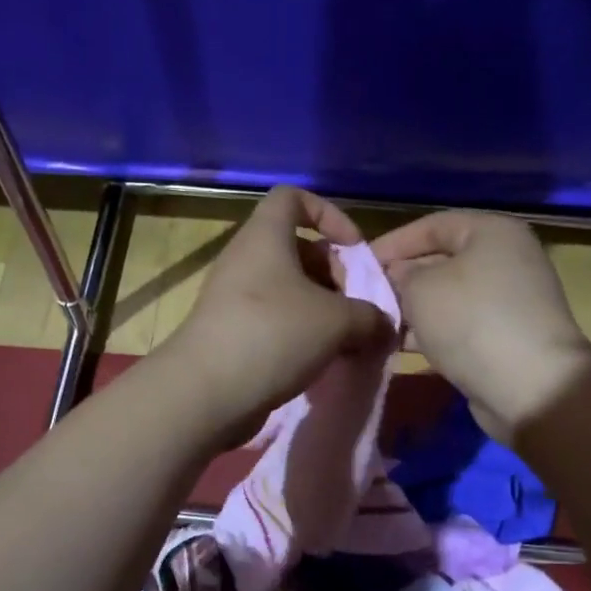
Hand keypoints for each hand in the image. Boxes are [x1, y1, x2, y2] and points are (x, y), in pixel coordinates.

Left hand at [158, 187, 395, 446]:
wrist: (207, 392)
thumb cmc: (274, 334)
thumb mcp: (337, 321)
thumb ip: (369, 315)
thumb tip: (382, 323)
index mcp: (265, 237)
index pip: (293, 198)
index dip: (329, 214)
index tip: (354, 248)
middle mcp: (246, 260)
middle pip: (298, 250)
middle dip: (334, 274)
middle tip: (356, 307)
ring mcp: (235, 298)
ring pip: (289, 290)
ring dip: (322, 310)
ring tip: (346, 340)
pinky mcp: (231, 333)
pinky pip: (275, 320)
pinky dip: (301, 334)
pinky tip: (321, 361)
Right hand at [370, 211, 590, 440]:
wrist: (531, 387)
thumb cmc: (472, 321)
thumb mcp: (421, 289)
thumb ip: (399, 275)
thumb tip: (397, 276)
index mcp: (492, 233)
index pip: (432, 225)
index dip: (392, 243)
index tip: (358, 265)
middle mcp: (505, 260)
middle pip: (441, 262)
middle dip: (401, 280)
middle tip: (365, 298)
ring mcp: (508, 301)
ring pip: (448, 298)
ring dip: (413, 311)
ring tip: (377, 325)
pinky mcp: (505, 337)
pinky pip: (460, 326)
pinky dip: (432, 333)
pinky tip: (401, 347)